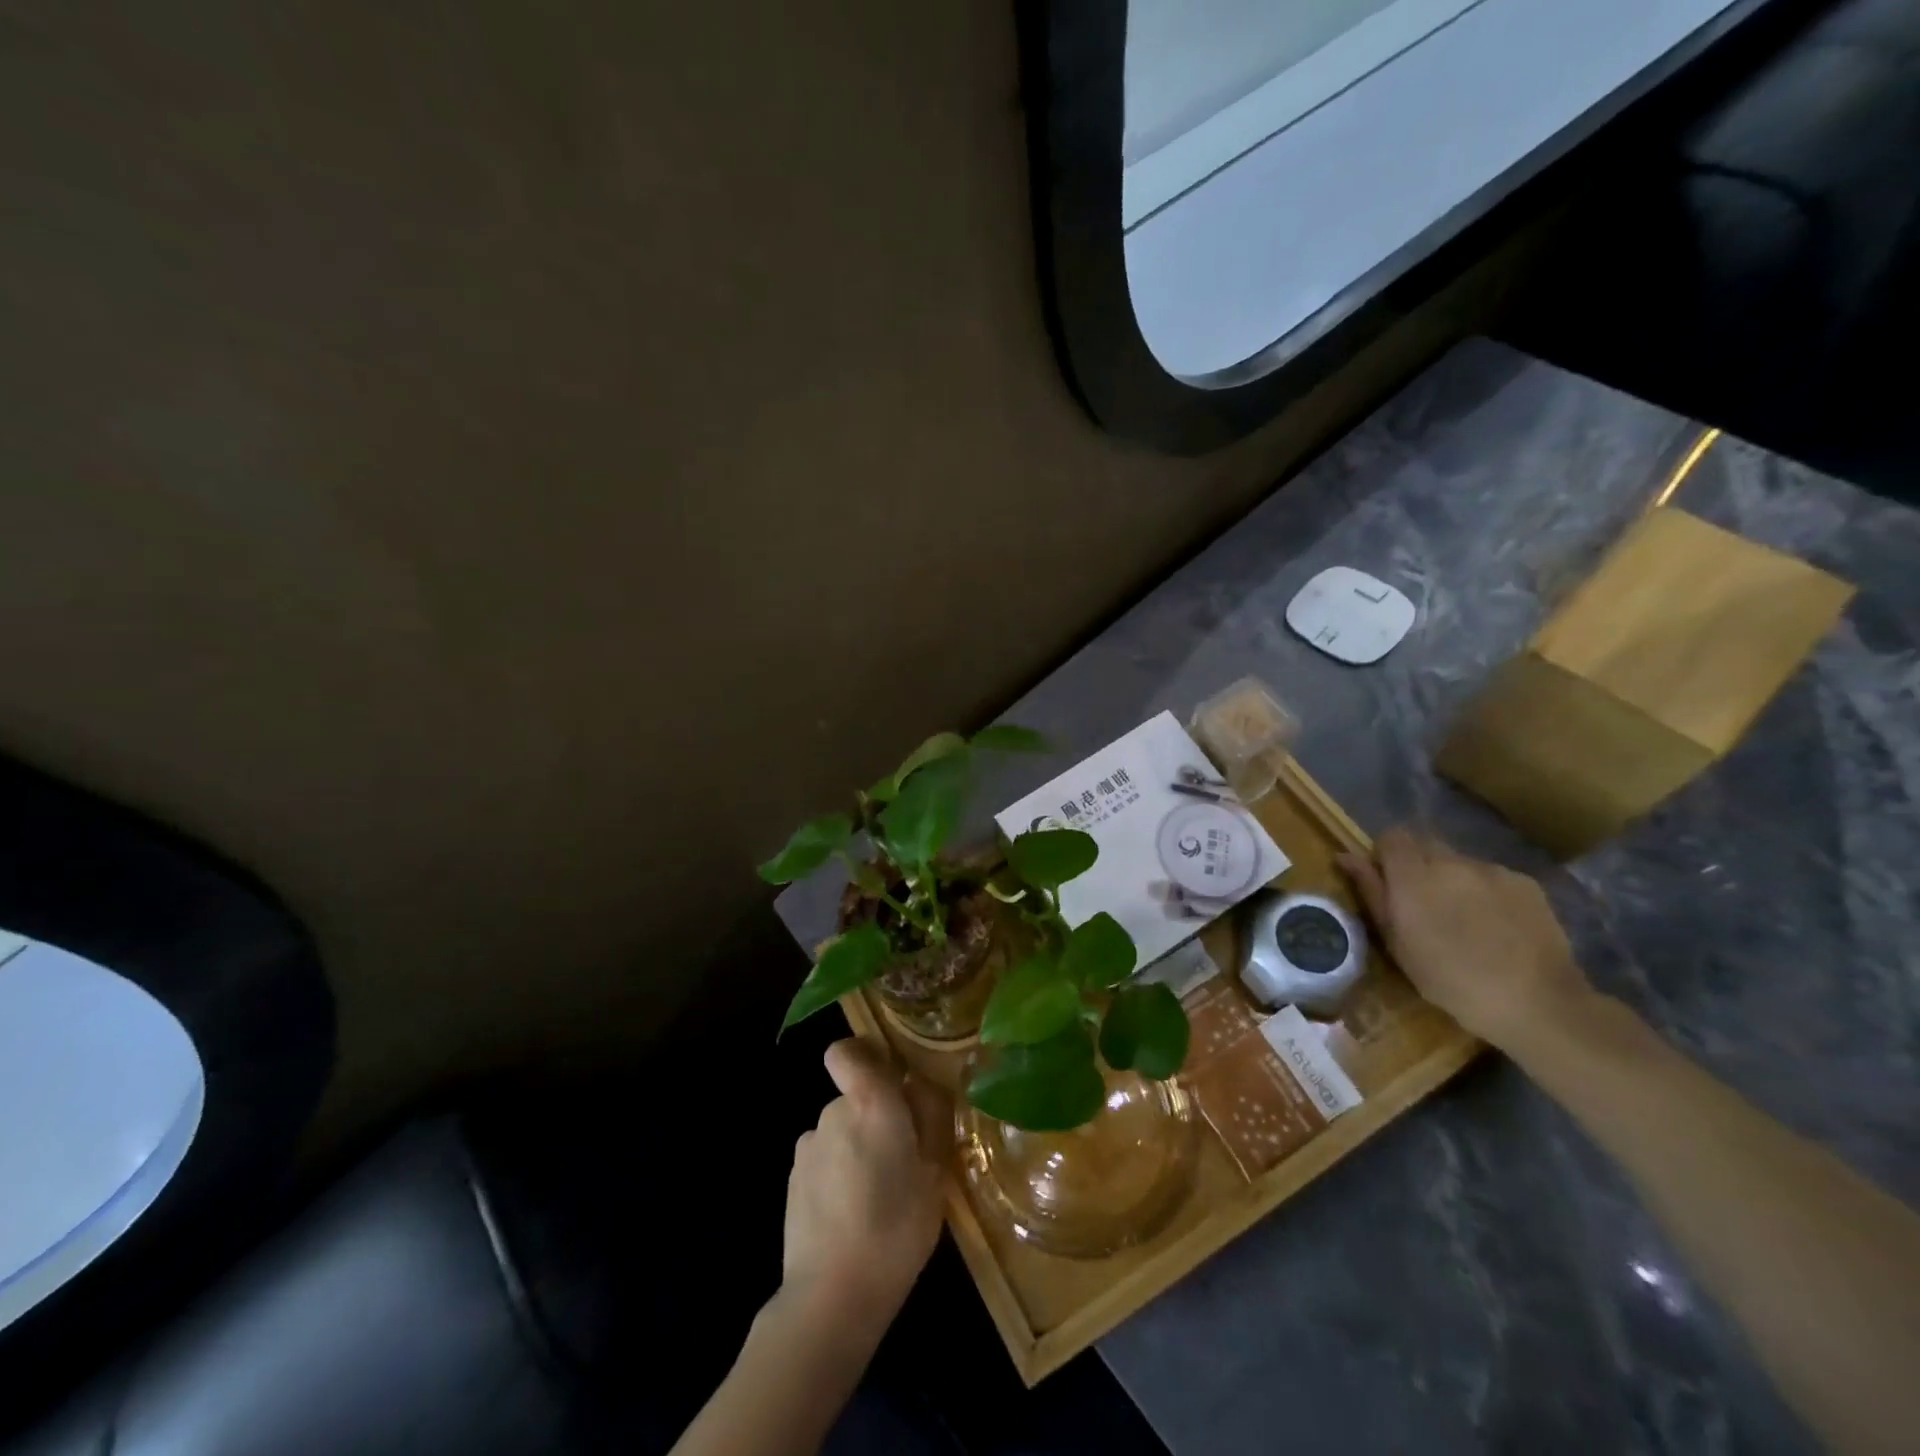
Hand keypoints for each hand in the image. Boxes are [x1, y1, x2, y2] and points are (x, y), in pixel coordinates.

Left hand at [781, 1039, 948, 1340]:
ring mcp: (808, 1147)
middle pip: (854, 1098)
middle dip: (875, 1118)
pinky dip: (837, 1176)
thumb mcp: (936, 1174)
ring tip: (878, 1197)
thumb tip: (920, 1086)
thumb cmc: (896, 1228)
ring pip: (840, 1132)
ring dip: (856, 1149)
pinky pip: (824, 1161)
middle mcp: (833, 1113)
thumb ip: (931, 1118)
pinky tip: (852, 1217)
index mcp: (871, 1103)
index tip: (888, 1079)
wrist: (831, 1296)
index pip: (847, 1052)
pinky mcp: (793, 1181)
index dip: (862, 1056)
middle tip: (903, 1161)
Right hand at [1337, 828, 1593, 1051]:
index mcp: (1413, 875)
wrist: (1537, 1002)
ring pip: (1460, 862)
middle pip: (1426, 844)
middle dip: (1418, 865)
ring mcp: (1493, 870)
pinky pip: (1493, 877)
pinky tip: (1497, 926)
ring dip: (1453, 880)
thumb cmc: (1451, 980)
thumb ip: (1371, 892)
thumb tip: (1346, 857)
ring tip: (1464, 919)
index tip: (1387, 882)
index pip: (1392, 836)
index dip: (1386, 854)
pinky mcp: (1526, 883)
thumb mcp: (1397, 942)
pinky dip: (1486, 892)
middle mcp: (1452, 861)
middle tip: (1423, 903)